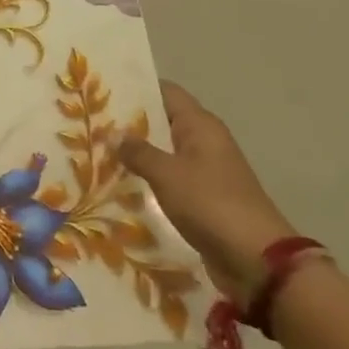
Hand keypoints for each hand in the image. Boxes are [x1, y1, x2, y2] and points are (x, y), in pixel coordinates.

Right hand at [118, 81, 296, 303]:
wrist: (256, 260)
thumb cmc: (210, 204)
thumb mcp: (167, 174)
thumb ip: (138, 152)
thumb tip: (115, 134)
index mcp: (200, 125)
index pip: (165, 92)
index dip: (136, 88)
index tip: (103, 90)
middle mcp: (204, 141)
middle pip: (163, 121)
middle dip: (130, 123)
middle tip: (92, 122)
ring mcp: (205, 171)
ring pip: (164, 151)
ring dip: (137, 153)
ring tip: (98, 151)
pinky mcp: (203, 198)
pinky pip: (170, 178)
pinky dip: (149, 178)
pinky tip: (121, 183)